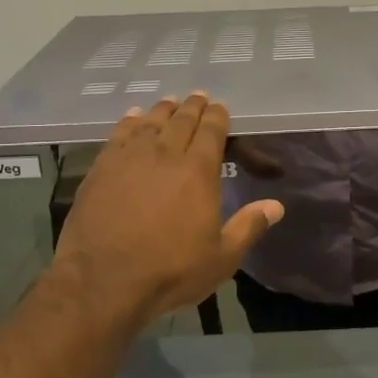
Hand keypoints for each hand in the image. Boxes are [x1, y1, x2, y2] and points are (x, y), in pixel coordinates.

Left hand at [52, 93, 283, 332]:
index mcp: (198, 171)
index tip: (220, 107)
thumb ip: (249, 227)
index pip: (212, 131)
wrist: (103, 281)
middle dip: (193, 106)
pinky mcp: (101, 169)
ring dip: (163, 110)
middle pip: (181, 121)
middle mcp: (165, 154)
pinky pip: (119, 135)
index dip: (218, 117)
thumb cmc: (170, 270)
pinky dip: (129, 122)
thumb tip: (276, 206)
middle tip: (198, 97)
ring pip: (150, 123)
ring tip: (169, 102)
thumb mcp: (221, 257)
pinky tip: (132, 117)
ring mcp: (130, 159)